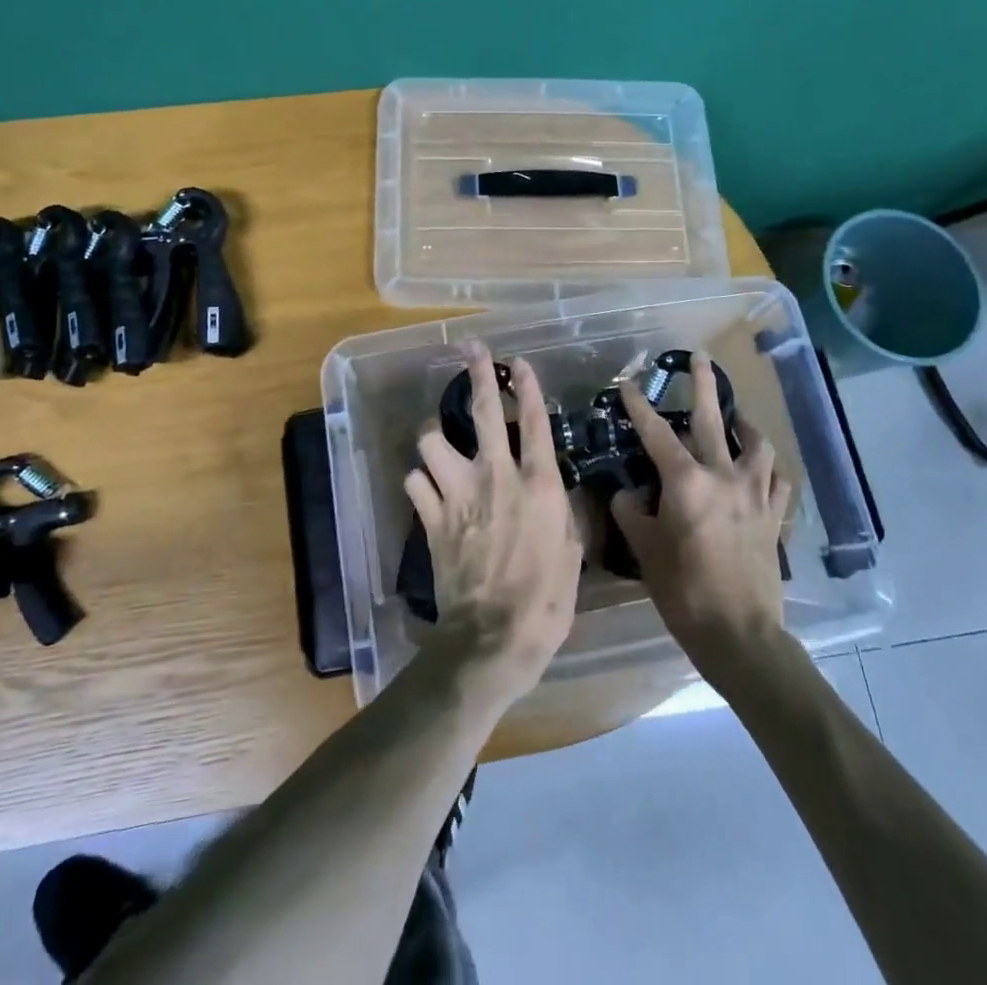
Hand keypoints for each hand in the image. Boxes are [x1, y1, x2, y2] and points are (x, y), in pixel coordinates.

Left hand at [406, 343, 583, 702]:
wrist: (494, 635)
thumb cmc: (546, 599)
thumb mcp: (572, 553)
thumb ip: (564, 514)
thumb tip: (559, 494)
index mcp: (538, 483)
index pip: (533, 421)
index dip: (527, 386)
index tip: (520, 362)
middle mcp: (495, 475)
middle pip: (480, 410)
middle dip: (478, 374)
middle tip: (473, 351)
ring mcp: (458, 493)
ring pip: (431, 440)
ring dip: (433, 436)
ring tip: (438, 439)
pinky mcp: (431, 516)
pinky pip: (414, 481)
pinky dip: (419, 481)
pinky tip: (427, 488)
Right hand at [613, 355, 790, 664]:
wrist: (739, 633)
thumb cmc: (683, 590)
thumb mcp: (645, 548)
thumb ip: (630, 512)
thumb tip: (626, 493)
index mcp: (686, 481)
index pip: (657, 433)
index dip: (639, 406)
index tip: (628, 384)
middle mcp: (724, 476)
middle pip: (714, 419)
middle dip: (703, 385)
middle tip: (700, 358)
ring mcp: (756, 494)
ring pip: (757, 444)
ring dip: (746, 424)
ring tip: (737, 416)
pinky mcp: (775, 516)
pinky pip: (778, 479)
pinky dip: (768, 466)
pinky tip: (761, 467)